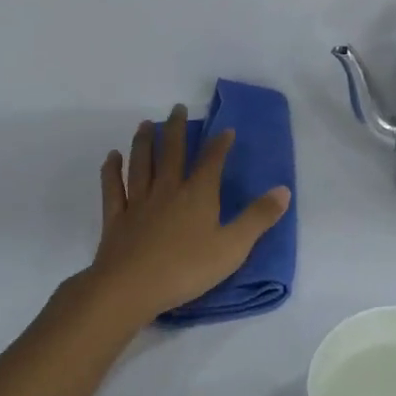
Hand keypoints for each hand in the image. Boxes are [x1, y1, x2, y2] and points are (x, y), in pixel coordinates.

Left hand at [82, 105, 290, 326]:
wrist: (130, 287)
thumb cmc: (187, 269)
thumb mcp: (233, 247)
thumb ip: (258, 218)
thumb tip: (284, 189)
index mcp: (198, 195)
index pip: (211, 162)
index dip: (219, 144)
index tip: (225, 129)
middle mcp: (167, 190)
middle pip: (171, 153)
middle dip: (175, 129)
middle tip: (176, 108)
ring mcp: (138, 202)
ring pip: (141, 164)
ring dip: (144, 142)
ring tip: (145, 123)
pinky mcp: (115, 218)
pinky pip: (113, 188)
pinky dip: (112, 170)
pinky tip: (112, 157)